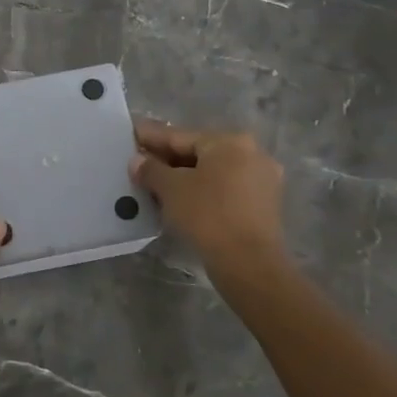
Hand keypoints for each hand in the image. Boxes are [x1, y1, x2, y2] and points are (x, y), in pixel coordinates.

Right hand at [132, 119, 287, 270]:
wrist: (249, 263)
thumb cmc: (208, 215)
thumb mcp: (171, 189)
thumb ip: (151, 170)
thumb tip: (137, 161)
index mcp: (230, 142)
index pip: (180, 136)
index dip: (152, 137)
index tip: (133, 133)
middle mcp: (252, 154)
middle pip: (199, 153)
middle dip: (168, 159)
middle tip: (140, 161)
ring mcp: (262, 180)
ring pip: (212, 172)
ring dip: (184, 177)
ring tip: (156, 183)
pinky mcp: (263, 205)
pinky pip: (224, 189)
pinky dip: (202, 191)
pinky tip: (181, 200)